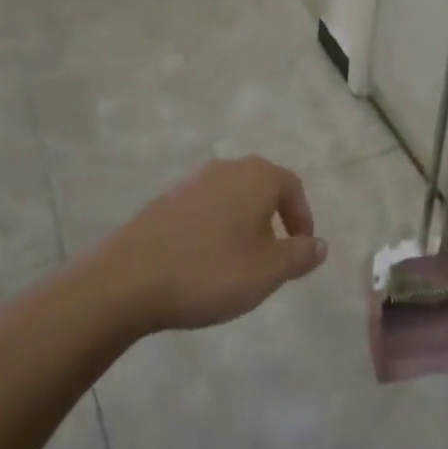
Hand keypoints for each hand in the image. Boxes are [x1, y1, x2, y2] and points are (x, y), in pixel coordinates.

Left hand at [91, 157, 326, 333]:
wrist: (127, 280)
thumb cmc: (210, 271)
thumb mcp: (268, 271)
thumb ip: (300, 255)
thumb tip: (320, 244)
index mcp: (257, 176)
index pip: (293, 188)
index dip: (302, 220)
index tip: (302, 252)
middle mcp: (226, 168)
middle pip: (261, 190)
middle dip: (272, 223)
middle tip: (272, 261)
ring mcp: (191, 182)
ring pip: (232, 200)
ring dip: (242, 228)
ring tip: (238, 266)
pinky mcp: (164, 201)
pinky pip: (204, 212)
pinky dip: (213, 232)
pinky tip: (203, 264)